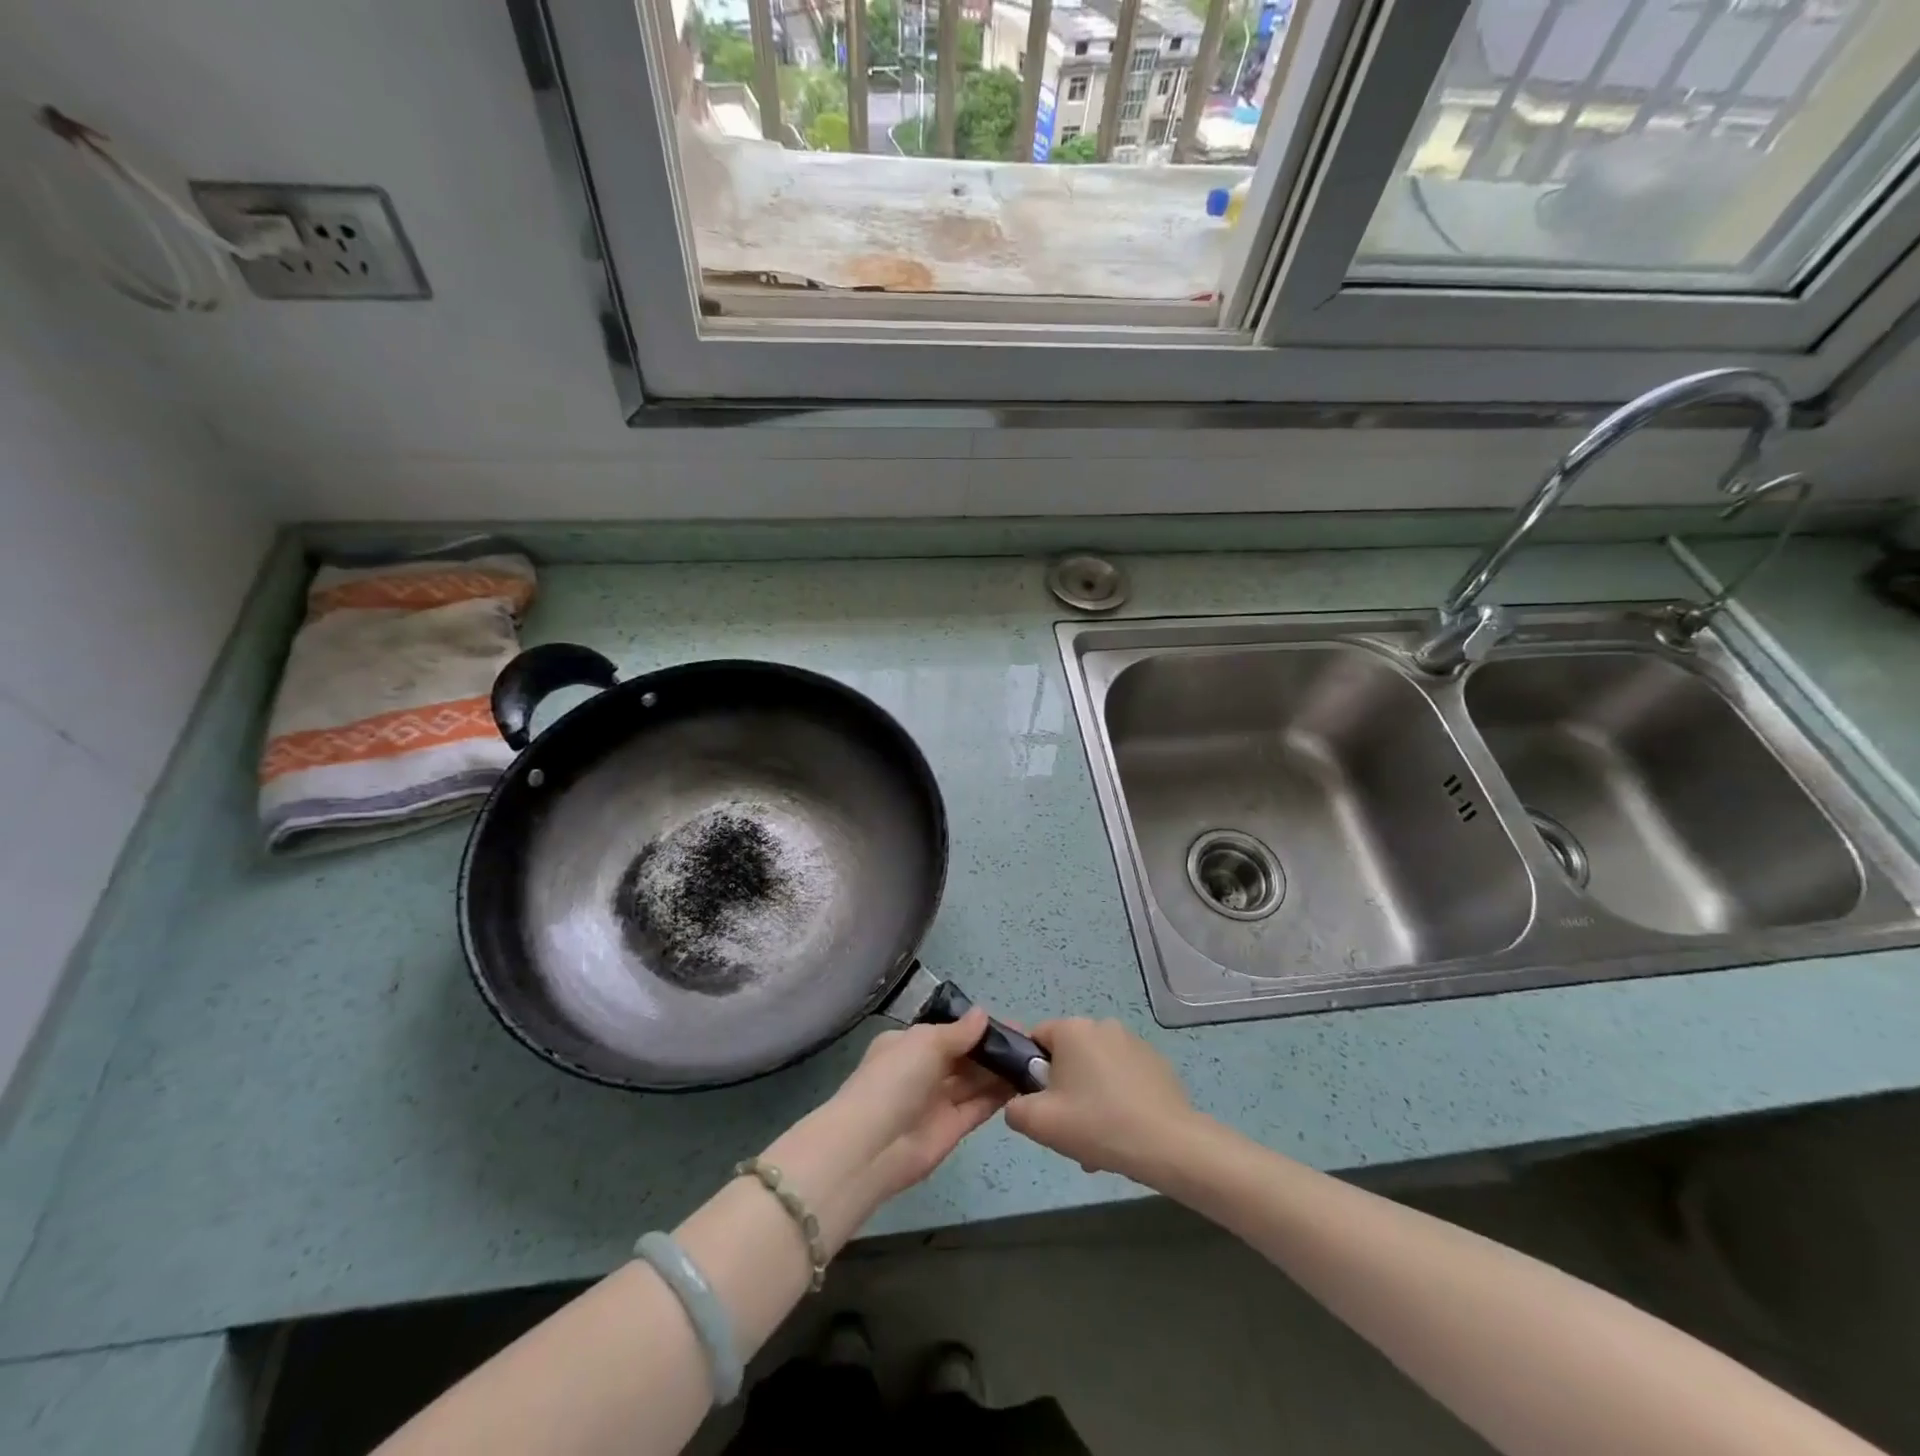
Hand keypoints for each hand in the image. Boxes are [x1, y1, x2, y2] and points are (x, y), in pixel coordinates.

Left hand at [763, 1009, 1011, 1248]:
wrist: (871, 1147)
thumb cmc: (894, 1080)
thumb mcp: (925, 1043)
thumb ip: (958, 1032)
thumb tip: (983, 1014)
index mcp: (909, 1044)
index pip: (948, 1031)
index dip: (978, 1027)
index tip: (1012, 1024)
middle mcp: (923, 1070)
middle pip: (964, 1056)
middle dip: (993, 1048)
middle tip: (1032, 1042)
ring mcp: (938, 1101)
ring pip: (975, 1081)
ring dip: (1000, 1071)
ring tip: (1036, 1060)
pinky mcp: (952, 1129)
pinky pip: (979, 1106)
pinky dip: (999, 1095)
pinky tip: (1024, 1083)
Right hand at [1003, 1018, 1196, 1184]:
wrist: (1169, 1145)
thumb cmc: (1098, 1124)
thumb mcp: (1040, 1123)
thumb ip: (1015, 1108)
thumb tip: (1018, 1104)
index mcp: (1073, 1029)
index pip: (1036, 1039)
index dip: (1031, 1072)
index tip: (1041, 1104)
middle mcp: (1103, 1025)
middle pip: (1067, 1056)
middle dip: (1064, 1091)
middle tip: (1068, 1129)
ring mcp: (1133, 1043)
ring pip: (1095, 1070)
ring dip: (1090, 1099)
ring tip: (1098, 1143)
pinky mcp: (1156, 1063)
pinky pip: (1122, 1077)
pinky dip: (1116, 1099)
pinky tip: (1123, 1133)